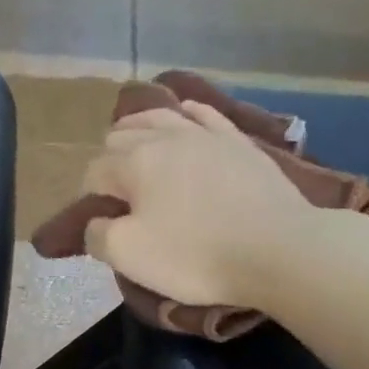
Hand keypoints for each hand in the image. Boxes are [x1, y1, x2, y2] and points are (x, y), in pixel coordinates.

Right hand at [79, 103, 323, 309]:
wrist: (279, 249)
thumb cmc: (195, 255)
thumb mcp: (128, 255)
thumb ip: (97, 235)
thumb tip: (95, 221)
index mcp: (134, 161)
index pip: (94, 171)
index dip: (88, 196)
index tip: (98, 222)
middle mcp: (165, 136)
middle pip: (122, 136)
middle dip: (109, 159)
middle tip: (116, 194)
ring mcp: (206, 134)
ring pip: (160, 117)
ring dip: (139, 129)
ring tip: (135, 145)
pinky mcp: (239, 141)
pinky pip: (203, 114)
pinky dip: (185, 113)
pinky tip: (184, 115)